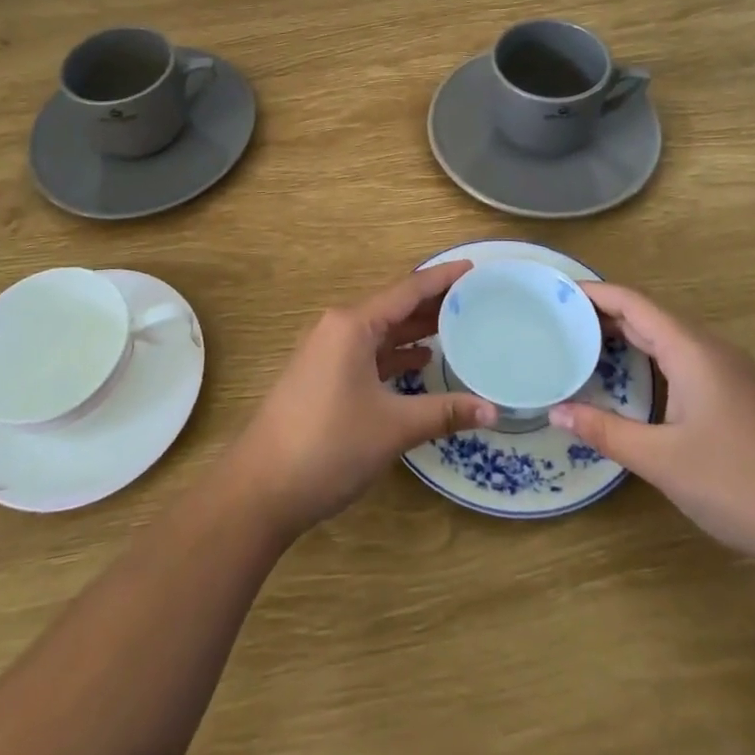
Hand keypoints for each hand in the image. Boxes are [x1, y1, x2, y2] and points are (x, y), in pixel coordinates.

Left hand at [227, 260, 496, 538]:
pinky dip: (395, 354)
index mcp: (352, 325)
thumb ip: (444, 412)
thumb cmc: (329, 445)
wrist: (261, 487)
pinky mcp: (323, 377)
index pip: (407, 290)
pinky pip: (367, 353)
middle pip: (393, 307)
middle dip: (432, 304)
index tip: (473, 267)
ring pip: (380, 331)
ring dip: (414, 330)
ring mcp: (327, 353)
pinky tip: (420, 362)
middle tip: (475, 299)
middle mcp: (338, 328)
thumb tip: (493, 410)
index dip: (441, 279)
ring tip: (456, 327)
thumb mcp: (393, 427)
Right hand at [550, 283, 754, 567]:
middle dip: (604, 315)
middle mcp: (712, 350)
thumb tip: (555, 411)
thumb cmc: (738, 484)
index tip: (555, 293)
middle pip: (650, 316)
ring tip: (585, 347)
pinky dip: (650, 358)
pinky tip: (633, 382)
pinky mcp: (740, 396)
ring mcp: (730, 373)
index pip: (633, 303)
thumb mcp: (661, 460)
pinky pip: (684, 360)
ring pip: (669, 339)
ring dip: (627, 337)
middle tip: (558, 323)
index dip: (594, 293)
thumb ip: (605, 431)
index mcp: (692, 351)